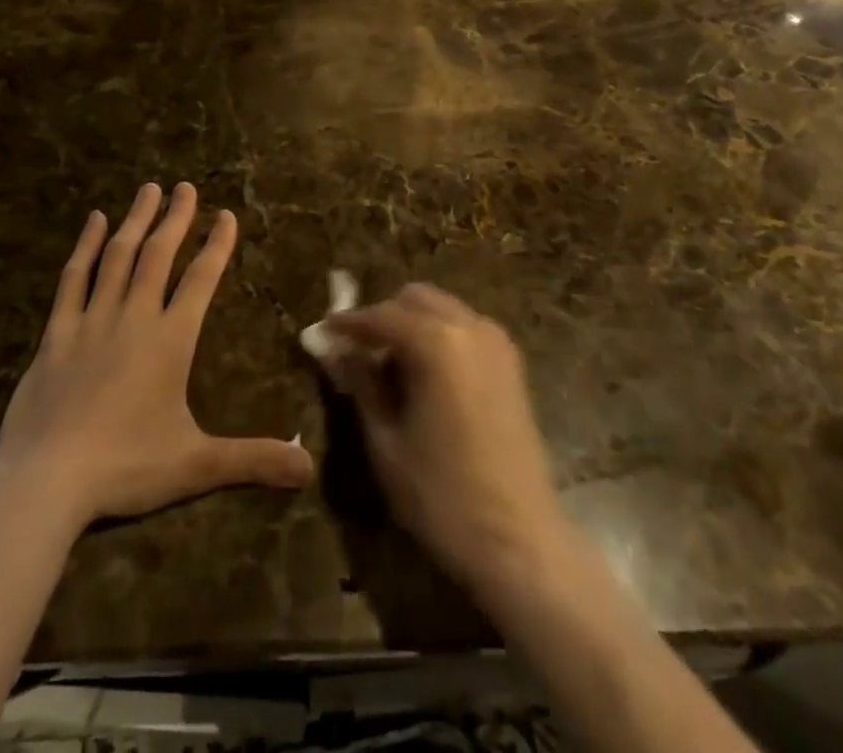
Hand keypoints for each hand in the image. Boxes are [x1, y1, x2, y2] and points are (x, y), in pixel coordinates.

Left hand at [0, 182, 313, 526]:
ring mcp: (92, 320)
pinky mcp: (56, 333)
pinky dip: (86, 246)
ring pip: (119, 256)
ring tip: (148, 189)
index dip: (216, 245)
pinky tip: (95, 221)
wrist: (45, 481)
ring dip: (136, 220)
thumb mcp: (196, 466)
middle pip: (159, 255)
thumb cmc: (125, 468)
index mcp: (170, 340)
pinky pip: (74, 278)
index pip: (201, 280)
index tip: (226, 214)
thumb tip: (310, 471)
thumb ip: (253, 460)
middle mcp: (134, 317)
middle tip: (184, 187)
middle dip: (176, 218)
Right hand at [327, 284, 569, 598]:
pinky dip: (439, 336)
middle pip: (415, 299)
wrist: (520, 542)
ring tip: (389, 367)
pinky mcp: (511, 363)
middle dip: (383, 317)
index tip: (322, 333)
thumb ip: (361, 383)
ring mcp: (496, 342)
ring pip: (442, 309)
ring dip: (412, 324)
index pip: (380, 315)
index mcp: (437, 341)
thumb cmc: (442, 496)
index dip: (348, 324)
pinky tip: (425, 376)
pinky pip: (464, 329)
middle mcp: (469, 327)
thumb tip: (340, 351)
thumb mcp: (385, 441)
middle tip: (358, 353)